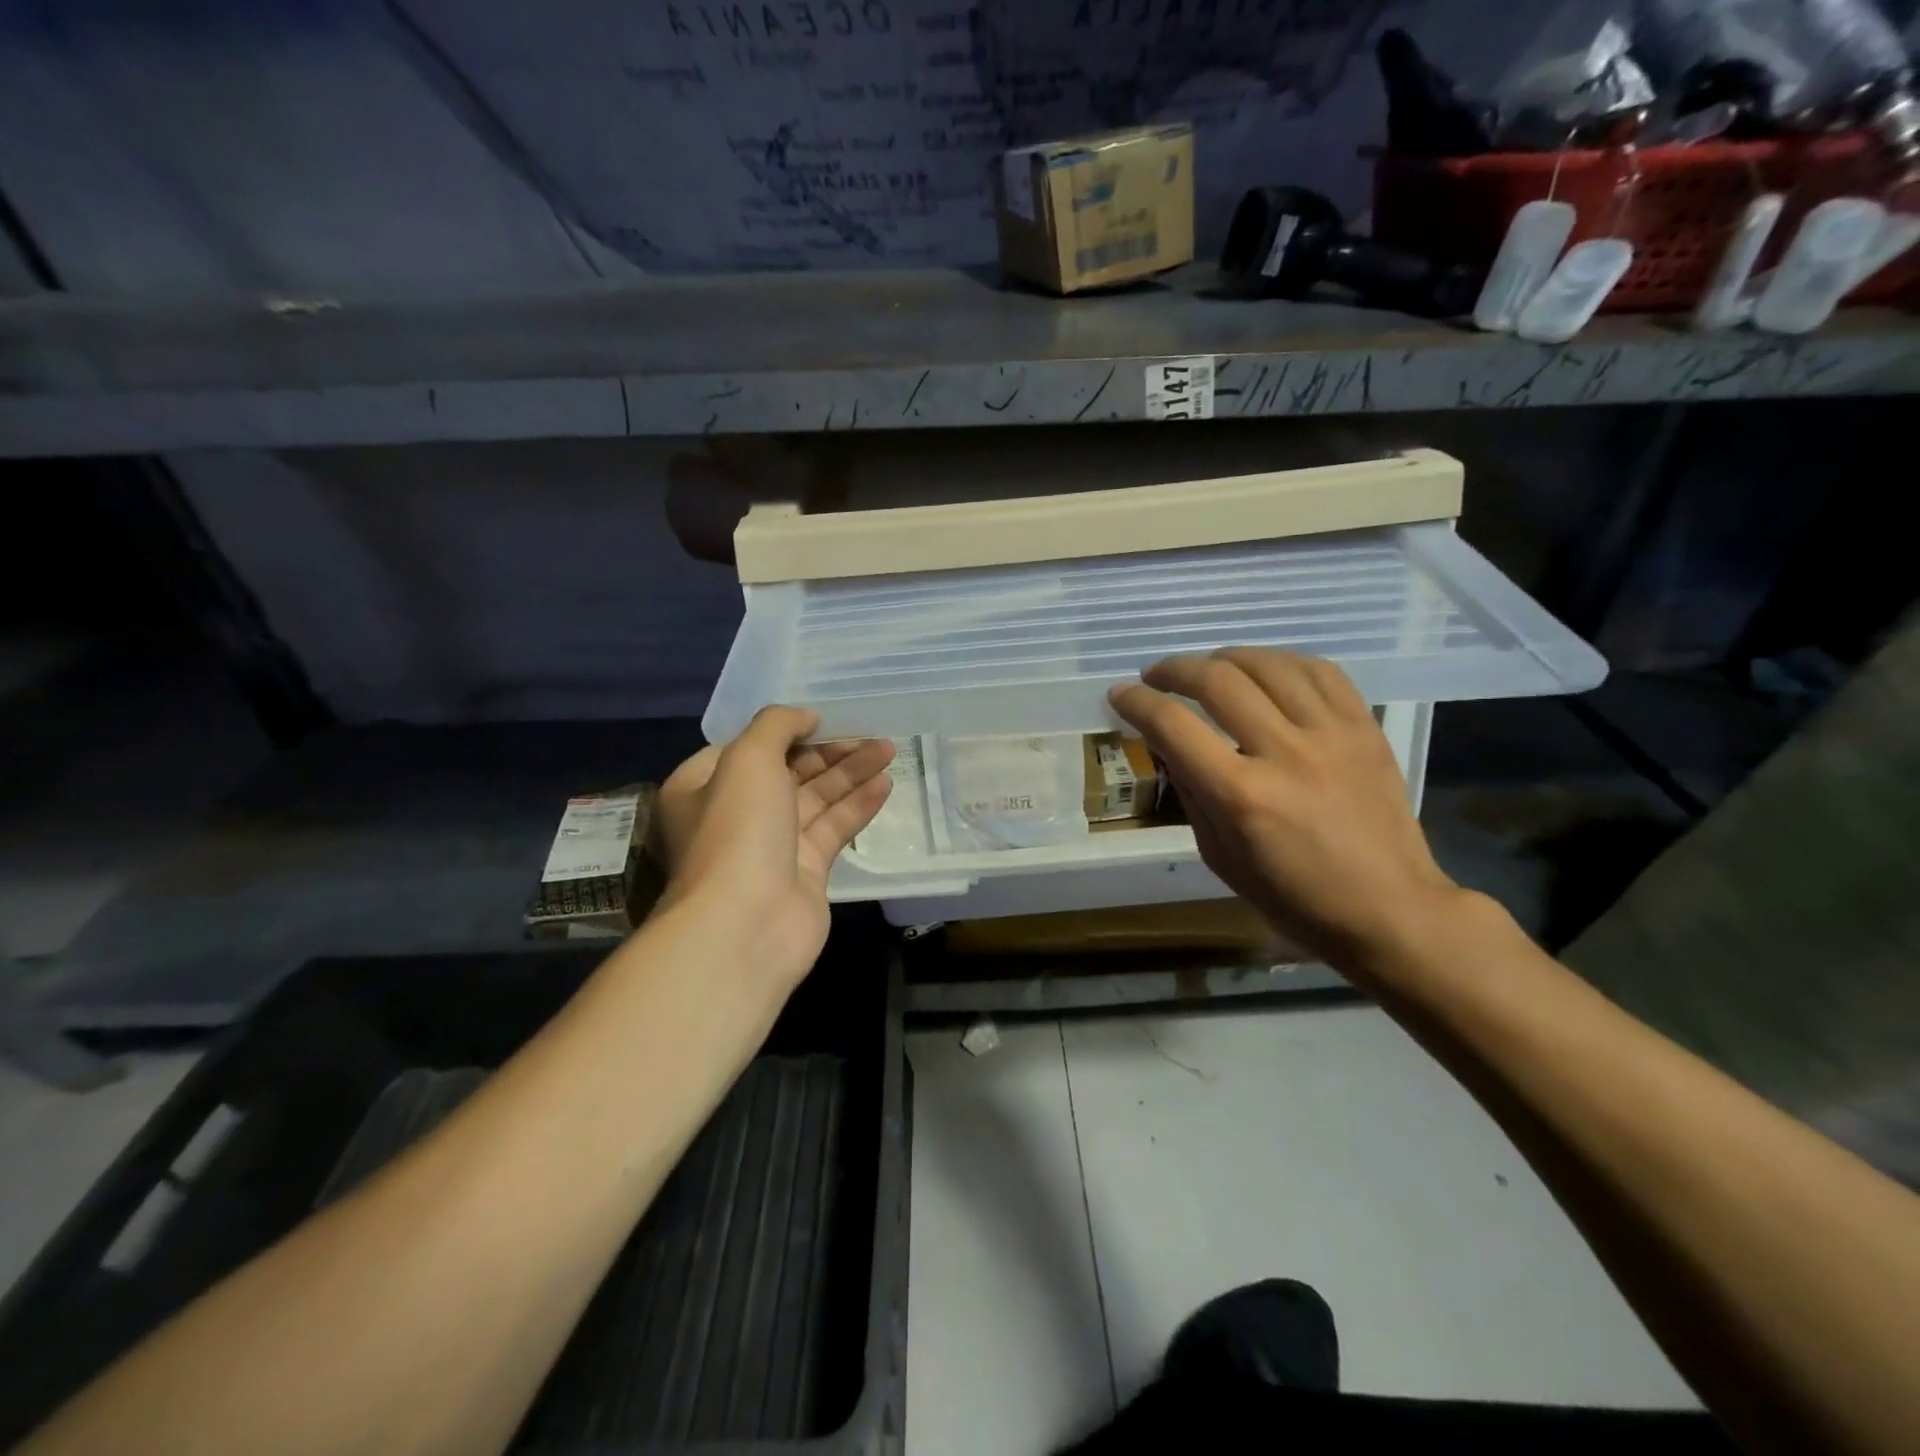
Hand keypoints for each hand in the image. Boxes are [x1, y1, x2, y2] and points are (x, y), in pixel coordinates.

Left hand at [652, 708, 893, 989]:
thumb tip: (805, 717)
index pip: (746, 750)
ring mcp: (772, 845)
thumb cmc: (737, 829)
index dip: (785, 732)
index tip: (823, 719)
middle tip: (870, 734)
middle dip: (828, 752)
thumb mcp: (748, 758)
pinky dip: (857, 805)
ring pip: (816, 799)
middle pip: (788, 772)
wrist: (747, 923)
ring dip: (850, 774)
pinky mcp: (806, 871)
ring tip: (888, 749)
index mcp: (704, 787)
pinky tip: (885, 784)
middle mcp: (735, 815)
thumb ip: (777, 725)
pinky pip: (834, 829)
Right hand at [1109, 647, 1465, 977]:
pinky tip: (1264, 670)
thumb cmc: (1292, 897)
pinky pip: (1320, 670)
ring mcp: (1331, 735)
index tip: (1120, 695)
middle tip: (1156, 677)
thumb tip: (1166, 742)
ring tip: (1207, 667)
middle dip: (1174, 670)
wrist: (1389, 909)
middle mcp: (1284, 753)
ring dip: (1224, 657)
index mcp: (1240, 796)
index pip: (1173, 725)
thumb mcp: (1219, 856)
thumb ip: (1190, 791)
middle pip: (1217, 680)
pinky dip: (1282, 661)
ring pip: (1268, 664)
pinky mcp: (1365, 728)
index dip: (1137, 703)